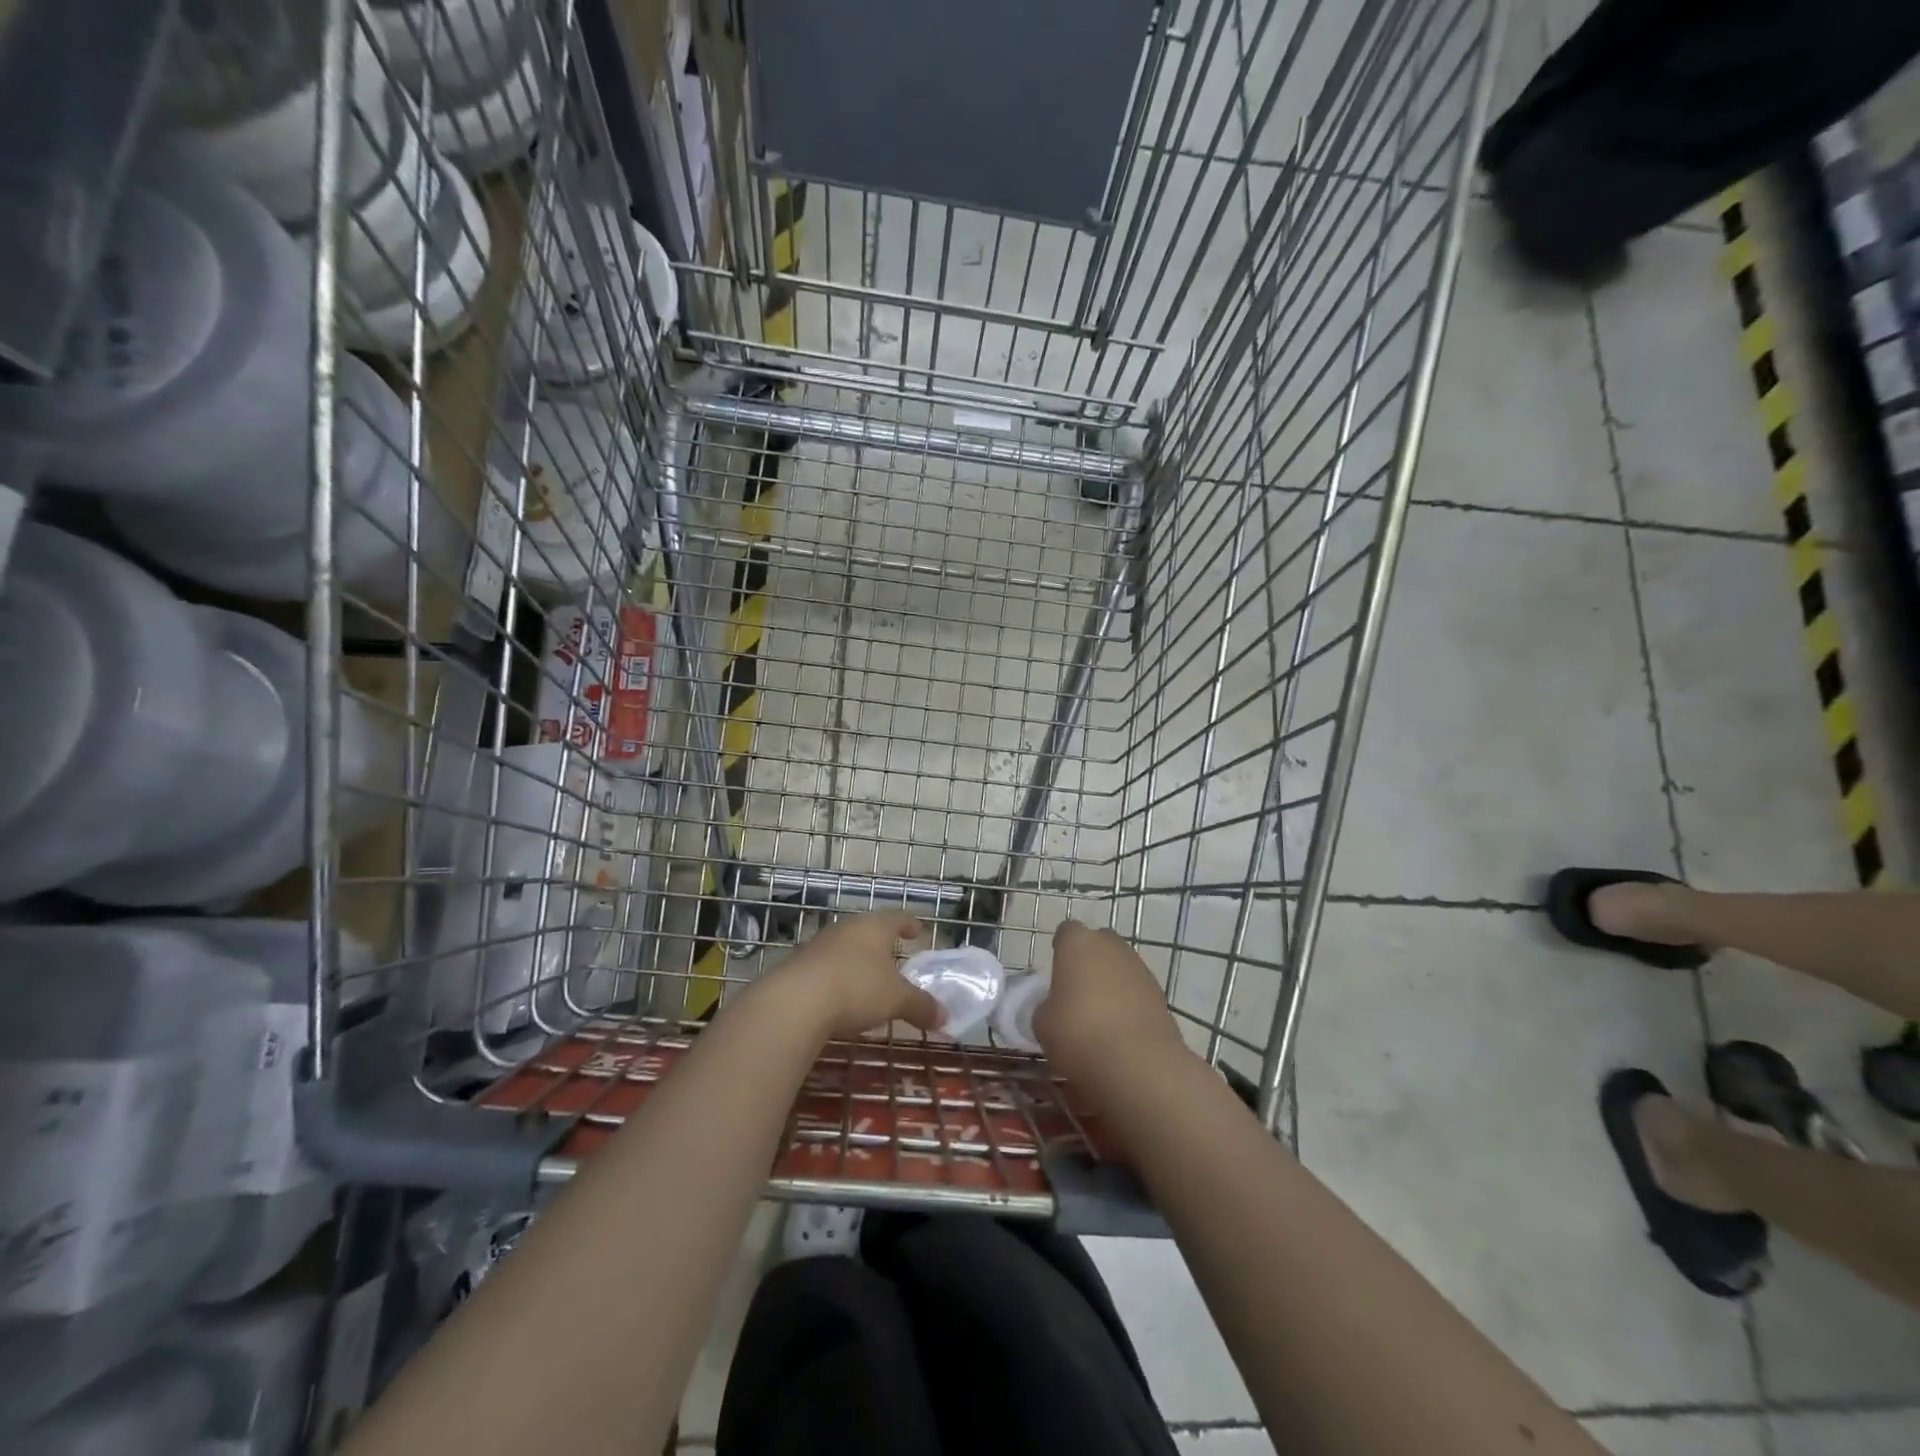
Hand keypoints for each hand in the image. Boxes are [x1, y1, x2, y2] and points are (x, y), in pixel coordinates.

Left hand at [776, 911, 941, 1038]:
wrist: (795, 1002)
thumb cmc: (857, 989)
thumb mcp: (897, 1000)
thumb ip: (921, 1006)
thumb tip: (945, 1017)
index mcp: (875, 927)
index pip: (897, 918)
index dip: (909, 924)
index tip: (917, 929)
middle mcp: (847, 928)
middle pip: (869, 930)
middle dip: (881, 943)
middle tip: (893, 955)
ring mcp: (819, 944)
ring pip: (845, 947)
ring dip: (856, 960)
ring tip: (867, 978)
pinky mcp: (798, 965)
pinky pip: (825, 967)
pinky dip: (836, 977)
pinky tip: (839, 996)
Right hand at [1035, 919, 1188, 1085]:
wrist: (1137, 1063)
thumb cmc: (1078, 1034)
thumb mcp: (1042, 1024)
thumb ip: (1046, 1006)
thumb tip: (1056, 1007)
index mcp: (1077, 944)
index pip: (1067, 932)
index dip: (1061, 948)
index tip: (1056, 970)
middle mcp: (1111, 946)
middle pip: (1098, 944)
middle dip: (1089, 961)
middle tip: (1077, 991)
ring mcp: (1139, 968)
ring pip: (1120, 966)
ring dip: (1111, 982)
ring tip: (1100, 1015)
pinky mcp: (1160, 994)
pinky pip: (1137, 990)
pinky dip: (1129, 1002)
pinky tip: (1120, 1030)